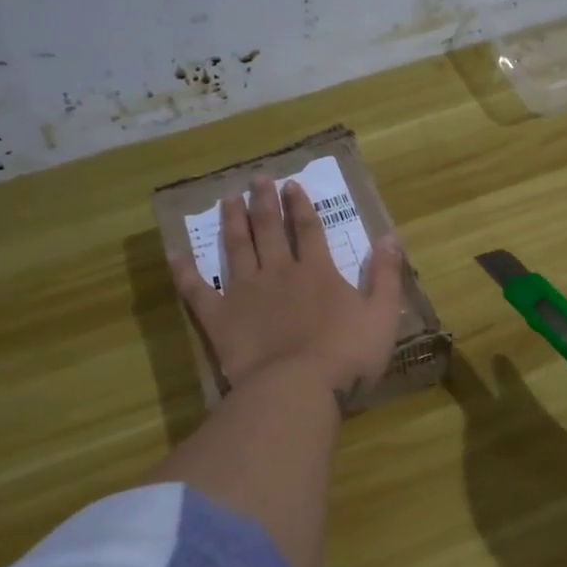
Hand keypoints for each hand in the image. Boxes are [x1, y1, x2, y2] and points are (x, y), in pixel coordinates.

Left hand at [172, 176, 405, 406]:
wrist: (298, 387)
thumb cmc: (347, 354)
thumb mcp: (382, 315)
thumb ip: (386, 275)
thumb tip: (390, 237)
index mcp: (317, 272)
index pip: (310, 230)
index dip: (301, 206)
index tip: (291, 185)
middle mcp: (279, 272)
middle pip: (270, 231)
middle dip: (264, 203)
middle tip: (256, 179)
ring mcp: (245, 293)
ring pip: (237, 248)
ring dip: (233, 222)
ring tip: (227, 199)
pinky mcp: (220, 318)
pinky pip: (198, 290)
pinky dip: (186, 272)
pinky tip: (176, 254)